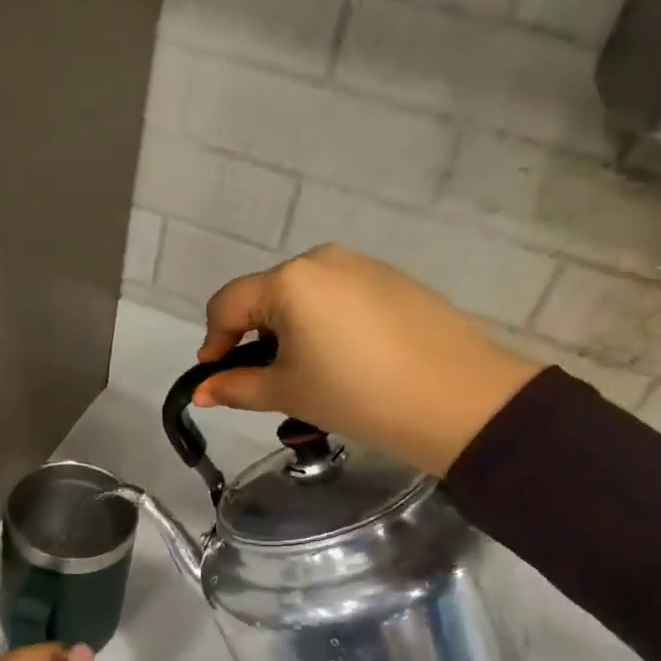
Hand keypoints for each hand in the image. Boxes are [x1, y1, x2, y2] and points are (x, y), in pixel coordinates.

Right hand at [195, 245, 542, 476]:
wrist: (459, 400)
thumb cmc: (358, 395)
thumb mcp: (290, 392)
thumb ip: (237, 387)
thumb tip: (201, 391)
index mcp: (290, 280)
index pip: (228, 304)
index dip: (213, 343)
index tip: (216, 380)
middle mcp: (323, 259)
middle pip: (267, 296)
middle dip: (256, 338)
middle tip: (268, 382)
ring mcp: (364, 266)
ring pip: (306, 297)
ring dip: (293, 331)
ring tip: (313, 375)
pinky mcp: (396, 280)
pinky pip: (343, 298)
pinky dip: (329, 325)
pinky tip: (351, 361)